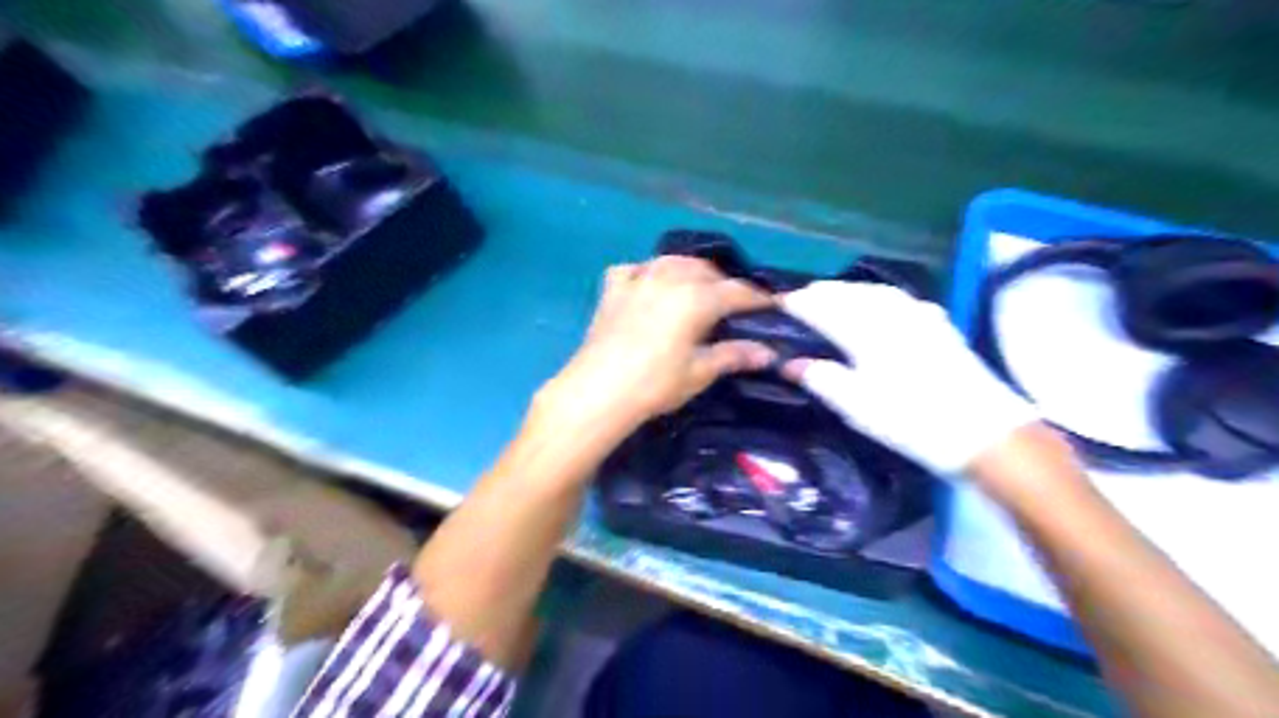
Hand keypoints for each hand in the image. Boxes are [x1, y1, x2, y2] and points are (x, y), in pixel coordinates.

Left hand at [536, 259, 775, 445]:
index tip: (773, 306)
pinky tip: (649, 284)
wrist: (598, 390)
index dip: (758, 299)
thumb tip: (768, 353)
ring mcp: (638, 279)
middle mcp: (670, 278)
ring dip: (690, 271)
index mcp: (697, 297)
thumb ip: (734, 355)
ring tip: (696, 289)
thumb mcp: (699, 372)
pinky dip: (647, 272)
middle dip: (724, 283)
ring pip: (672, 261)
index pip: (737, 292)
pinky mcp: (613, 288)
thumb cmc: (655, 384)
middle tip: (733, 305)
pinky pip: (635, 269)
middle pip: (706, 271)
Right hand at [780, 280, 1037, 474]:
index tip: (779, 303)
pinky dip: (880, 297)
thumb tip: (790, 364)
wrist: (985, 433)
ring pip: (876, 292)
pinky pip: (901, 300)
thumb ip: (821, 379)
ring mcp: (919, 317)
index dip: (799, 303)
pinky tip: (882, 305)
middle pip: (850, 293)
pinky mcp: (940, 327)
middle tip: (801, 298)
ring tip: (834, 297)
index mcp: (865, 331)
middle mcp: (891, 314)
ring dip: (850, 290)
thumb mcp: (857, 407)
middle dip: (823, 292)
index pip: (823, 307)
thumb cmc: (912, 421)